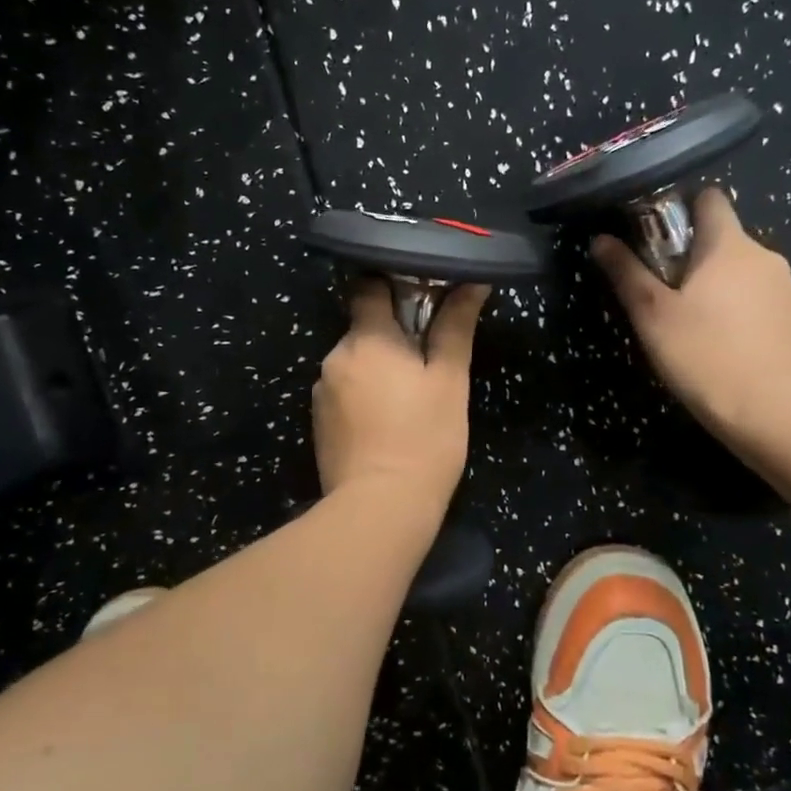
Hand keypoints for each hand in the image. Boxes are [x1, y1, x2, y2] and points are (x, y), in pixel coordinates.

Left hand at [312, 280, 488, 509]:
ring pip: (354, 363)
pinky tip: (386, 423)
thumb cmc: (426, 438)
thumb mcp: (450, 380)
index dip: (393, 286)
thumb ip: (455, 326)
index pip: (369, 287)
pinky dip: (363, 396)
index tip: (421, 301)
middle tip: (426, 363)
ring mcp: (322, 391)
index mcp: (366, 338)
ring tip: (408, 400)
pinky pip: (344, 393)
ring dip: (377, 369)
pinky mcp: (318, 422)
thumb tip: (472, 282)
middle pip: (363, 329)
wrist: (381, 508)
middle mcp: (335, 356)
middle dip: (391, 338)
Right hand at [592, 187, 790, 445]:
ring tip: (690, 325)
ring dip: (715, 286)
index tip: (654, 238)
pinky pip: (759, 301)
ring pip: (740, 272)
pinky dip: (738, 311)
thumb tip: (601, 239)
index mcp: (729, 245)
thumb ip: (626, 273)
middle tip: (661, 292)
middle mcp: (765, 256)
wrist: (776, 413)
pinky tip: (721, 346)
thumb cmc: (705, 355)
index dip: (680, 209)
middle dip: (691, 256)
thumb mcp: (653, 315)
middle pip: (722, 239)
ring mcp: (787, 290)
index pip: (709, 198)